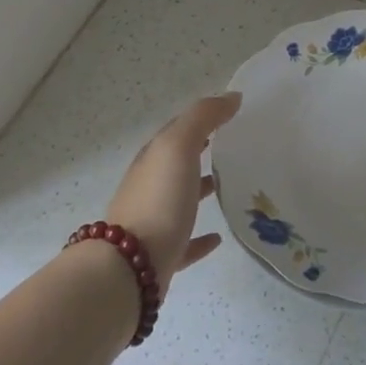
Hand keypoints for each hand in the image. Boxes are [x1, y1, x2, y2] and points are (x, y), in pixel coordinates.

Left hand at [106, 93, 241, 290]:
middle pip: (177, 164)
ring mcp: (154, 222)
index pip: (177, 130)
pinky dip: (201, 238)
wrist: (130, 268)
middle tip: (235, 147)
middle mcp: (150, 187)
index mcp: (153, 159)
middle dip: (201, 152)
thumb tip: (231, 96)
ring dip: (201, 191)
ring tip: (231, 187)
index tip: (231, 114)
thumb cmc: (158, 200)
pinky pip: (185, 242)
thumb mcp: (179, 147)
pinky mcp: (162, 256)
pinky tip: (218, 238)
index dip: (202, 119)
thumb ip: (203, 117)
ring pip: (180, 200)